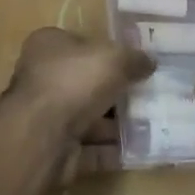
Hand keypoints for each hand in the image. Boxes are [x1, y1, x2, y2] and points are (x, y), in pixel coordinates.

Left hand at [9, 28, 151, 139]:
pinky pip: (90, 149)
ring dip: (116, 124)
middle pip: (85, 82)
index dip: (107, 51)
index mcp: (49, 45)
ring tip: (152, 125)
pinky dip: (112, 151)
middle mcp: (43, 78)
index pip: (80, 43)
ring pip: (88, 118)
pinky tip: (140, 151)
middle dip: (115, 91)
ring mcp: (46, 117)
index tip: (133, 62)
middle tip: (148, 94)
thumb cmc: (74, 81)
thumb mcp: (114, 58)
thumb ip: (134, 59)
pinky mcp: (54, 150)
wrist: (42, 137)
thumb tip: (150, 62)